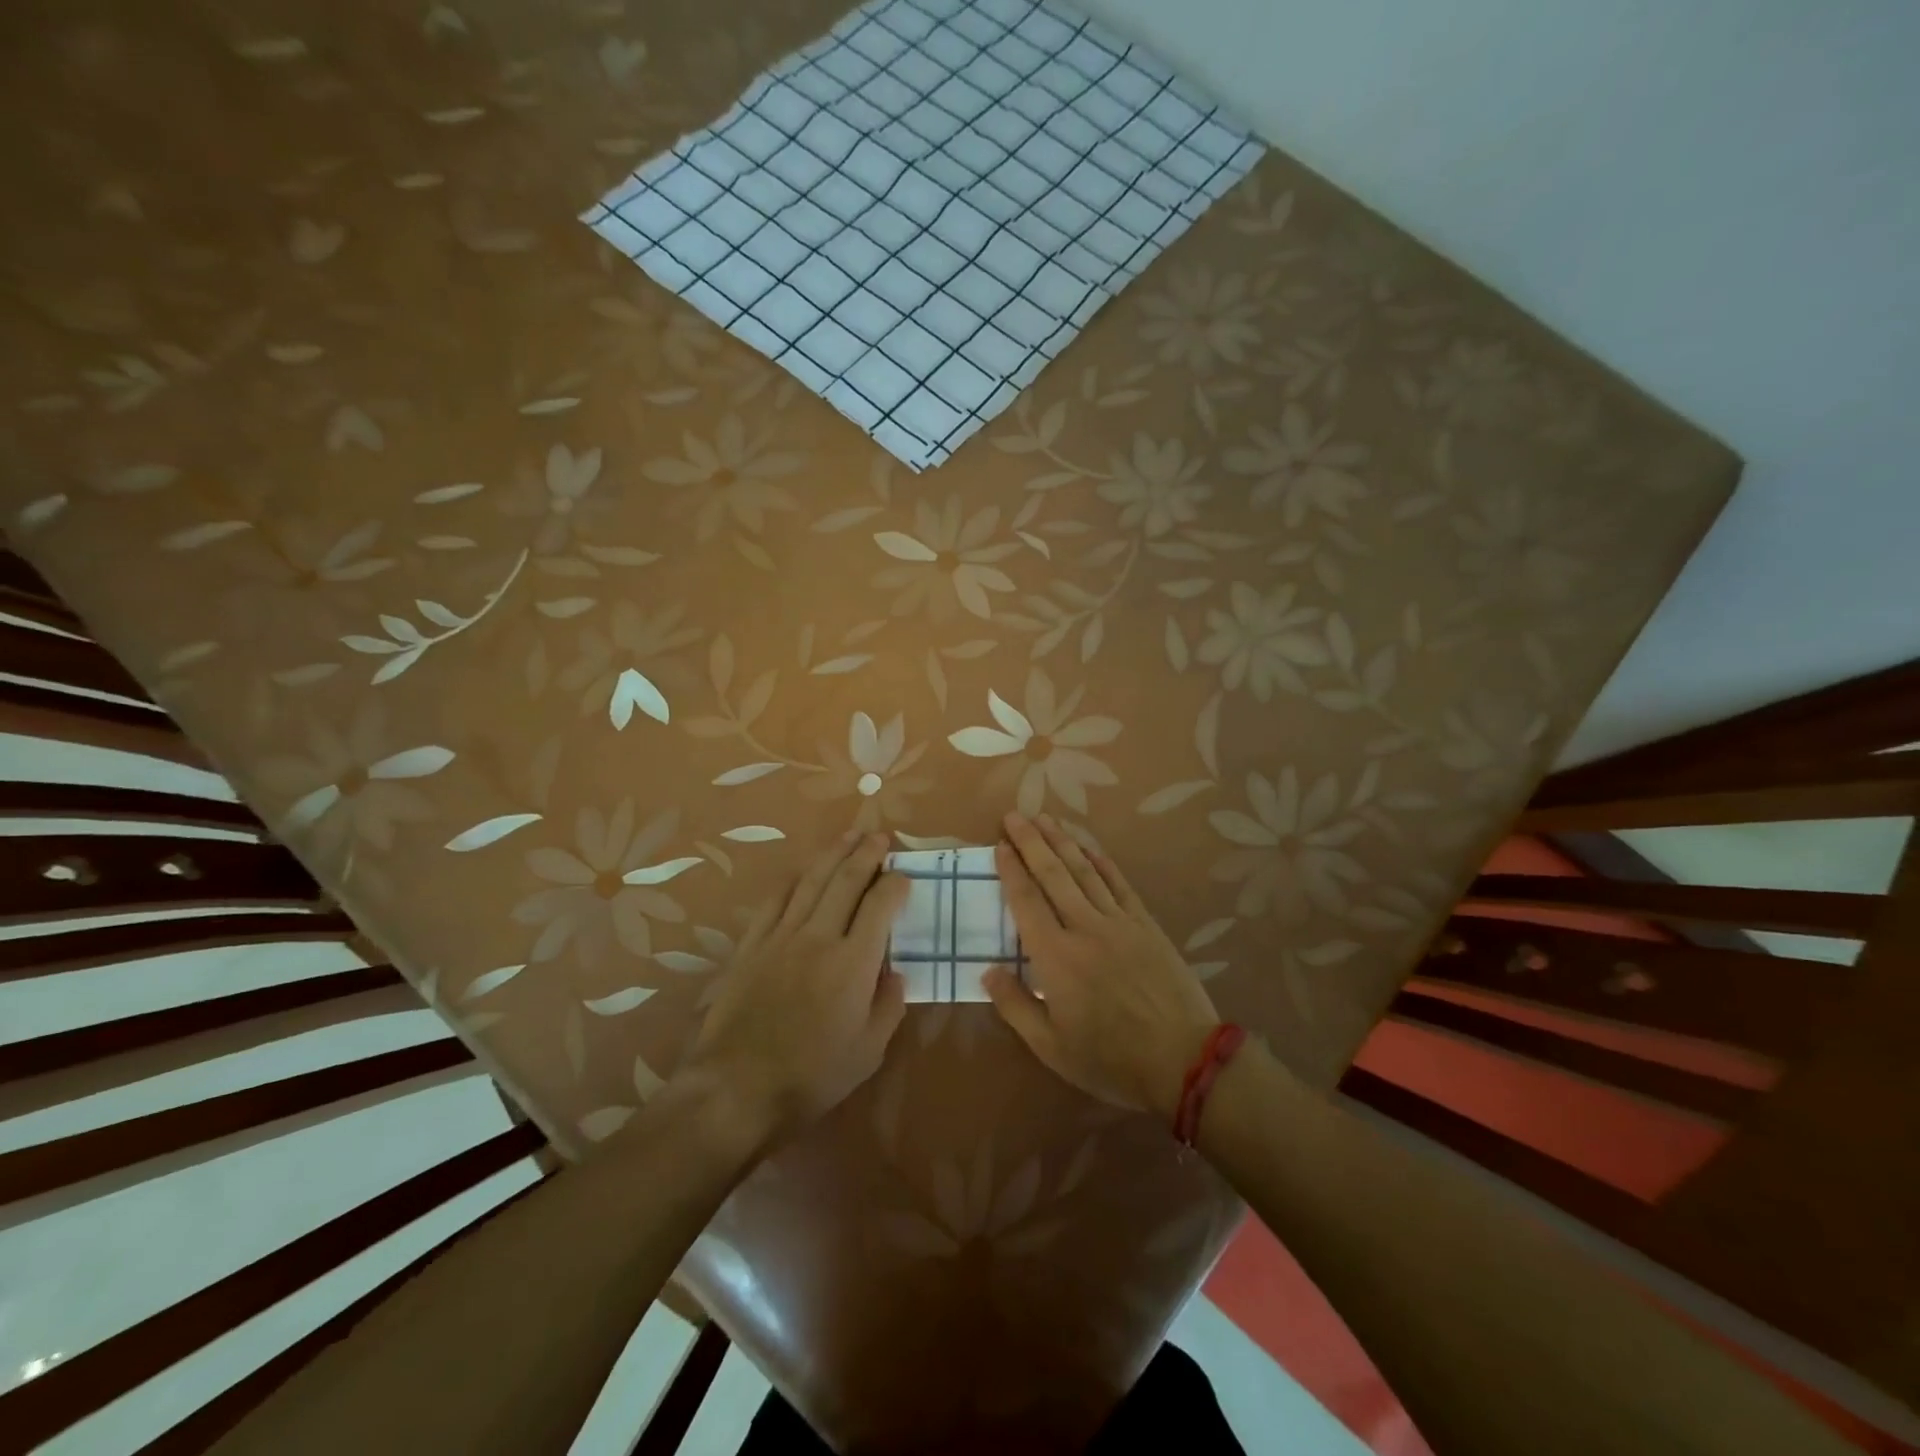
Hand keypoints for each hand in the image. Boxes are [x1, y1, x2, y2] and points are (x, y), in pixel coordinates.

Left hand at [680, 832, 908, 1147]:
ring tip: (850, 835)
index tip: (904, 874)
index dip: (895, 883)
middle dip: (866, 853)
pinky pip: (775, 901)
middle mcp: (819, 937)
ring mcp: (781, 937)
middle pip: (846, 880)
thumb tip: (896, 972)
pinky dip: (793, 880)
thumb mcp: (868, 1052)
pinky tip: (802, 871)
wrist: (736, 1088)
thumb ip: (889, 1006)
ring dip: (833, 854)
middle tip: (880, 835)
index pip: (880, 905)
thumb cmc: (811, 1076)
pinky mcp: (752, 945)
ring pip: (811, 881)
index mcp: (854, 962)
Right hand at [984, 813, 1220, 1121]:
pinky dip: (1103, 863)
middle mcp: (1084, 928)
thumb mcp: (1051, 1047)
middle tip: (1015, 815)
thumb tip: (987, 971)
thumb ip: (1015, 1007)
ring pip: (1085, 872)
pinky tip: (1090, 848)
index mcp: (1056, 957)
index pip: (1026, 901)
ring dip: (1063, 842)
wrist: (1184, 1060)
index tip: (999, 845)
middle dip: (1031, 842)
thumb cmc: (1111, 1059)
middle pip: (1053, 875)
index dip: (1011, 870)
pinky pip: (1120, 885)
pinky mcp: (1146, 926)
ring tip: (1045, 818)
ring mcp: (1119, 922)